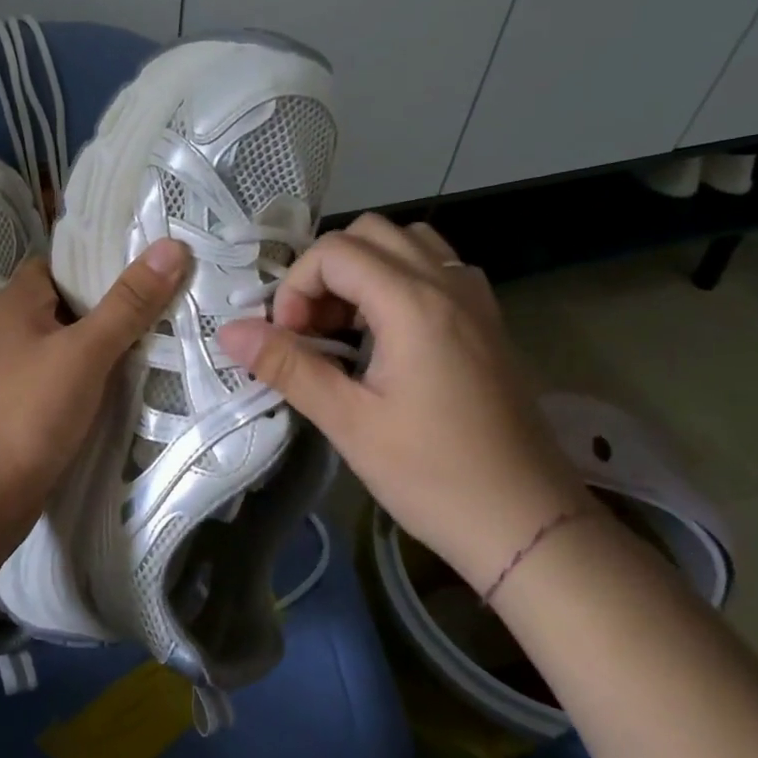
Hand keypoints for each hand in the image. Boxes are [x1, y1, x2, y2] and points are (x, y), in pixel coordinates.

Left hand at [0, 239, 192, 539]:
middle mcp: (6, 330)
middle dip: (111, 305)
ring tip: (157, 340)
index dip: (101, 262)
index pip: (60, 264)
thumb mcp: (85, 351)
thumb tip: (172, 247)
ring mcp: (9, 371)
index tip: (148, 265)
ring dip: (102, 345)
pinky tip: (122, 385)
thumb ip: (128, 303)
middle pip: (66, 304)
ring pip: (65, 345)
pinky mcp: (18, 407)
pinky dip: (88, 377)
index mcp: (13, 302)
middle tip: (165, 303)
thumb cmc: (29, 411)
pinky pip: (60, 378)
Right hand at [217, 214, 583, 588]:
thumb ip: (288, 367)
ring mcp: (476, 300)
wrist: (528, 524)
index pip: (335, 251)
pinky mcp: (488, 322)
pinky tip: (389, 334)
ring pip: (408, 243)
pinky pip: (437, 269)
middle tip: (313, 328)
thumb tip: (229, 332)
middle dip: (327, 271)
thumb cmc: (433, 476)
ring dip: (365, 269)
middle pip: (371, 233)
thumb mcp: (349, 423)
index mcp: (414, 304)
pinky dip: (400, 280)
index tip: (289, 339)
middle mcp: (448, 285)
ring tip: (348, 326)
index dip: (297, 286)